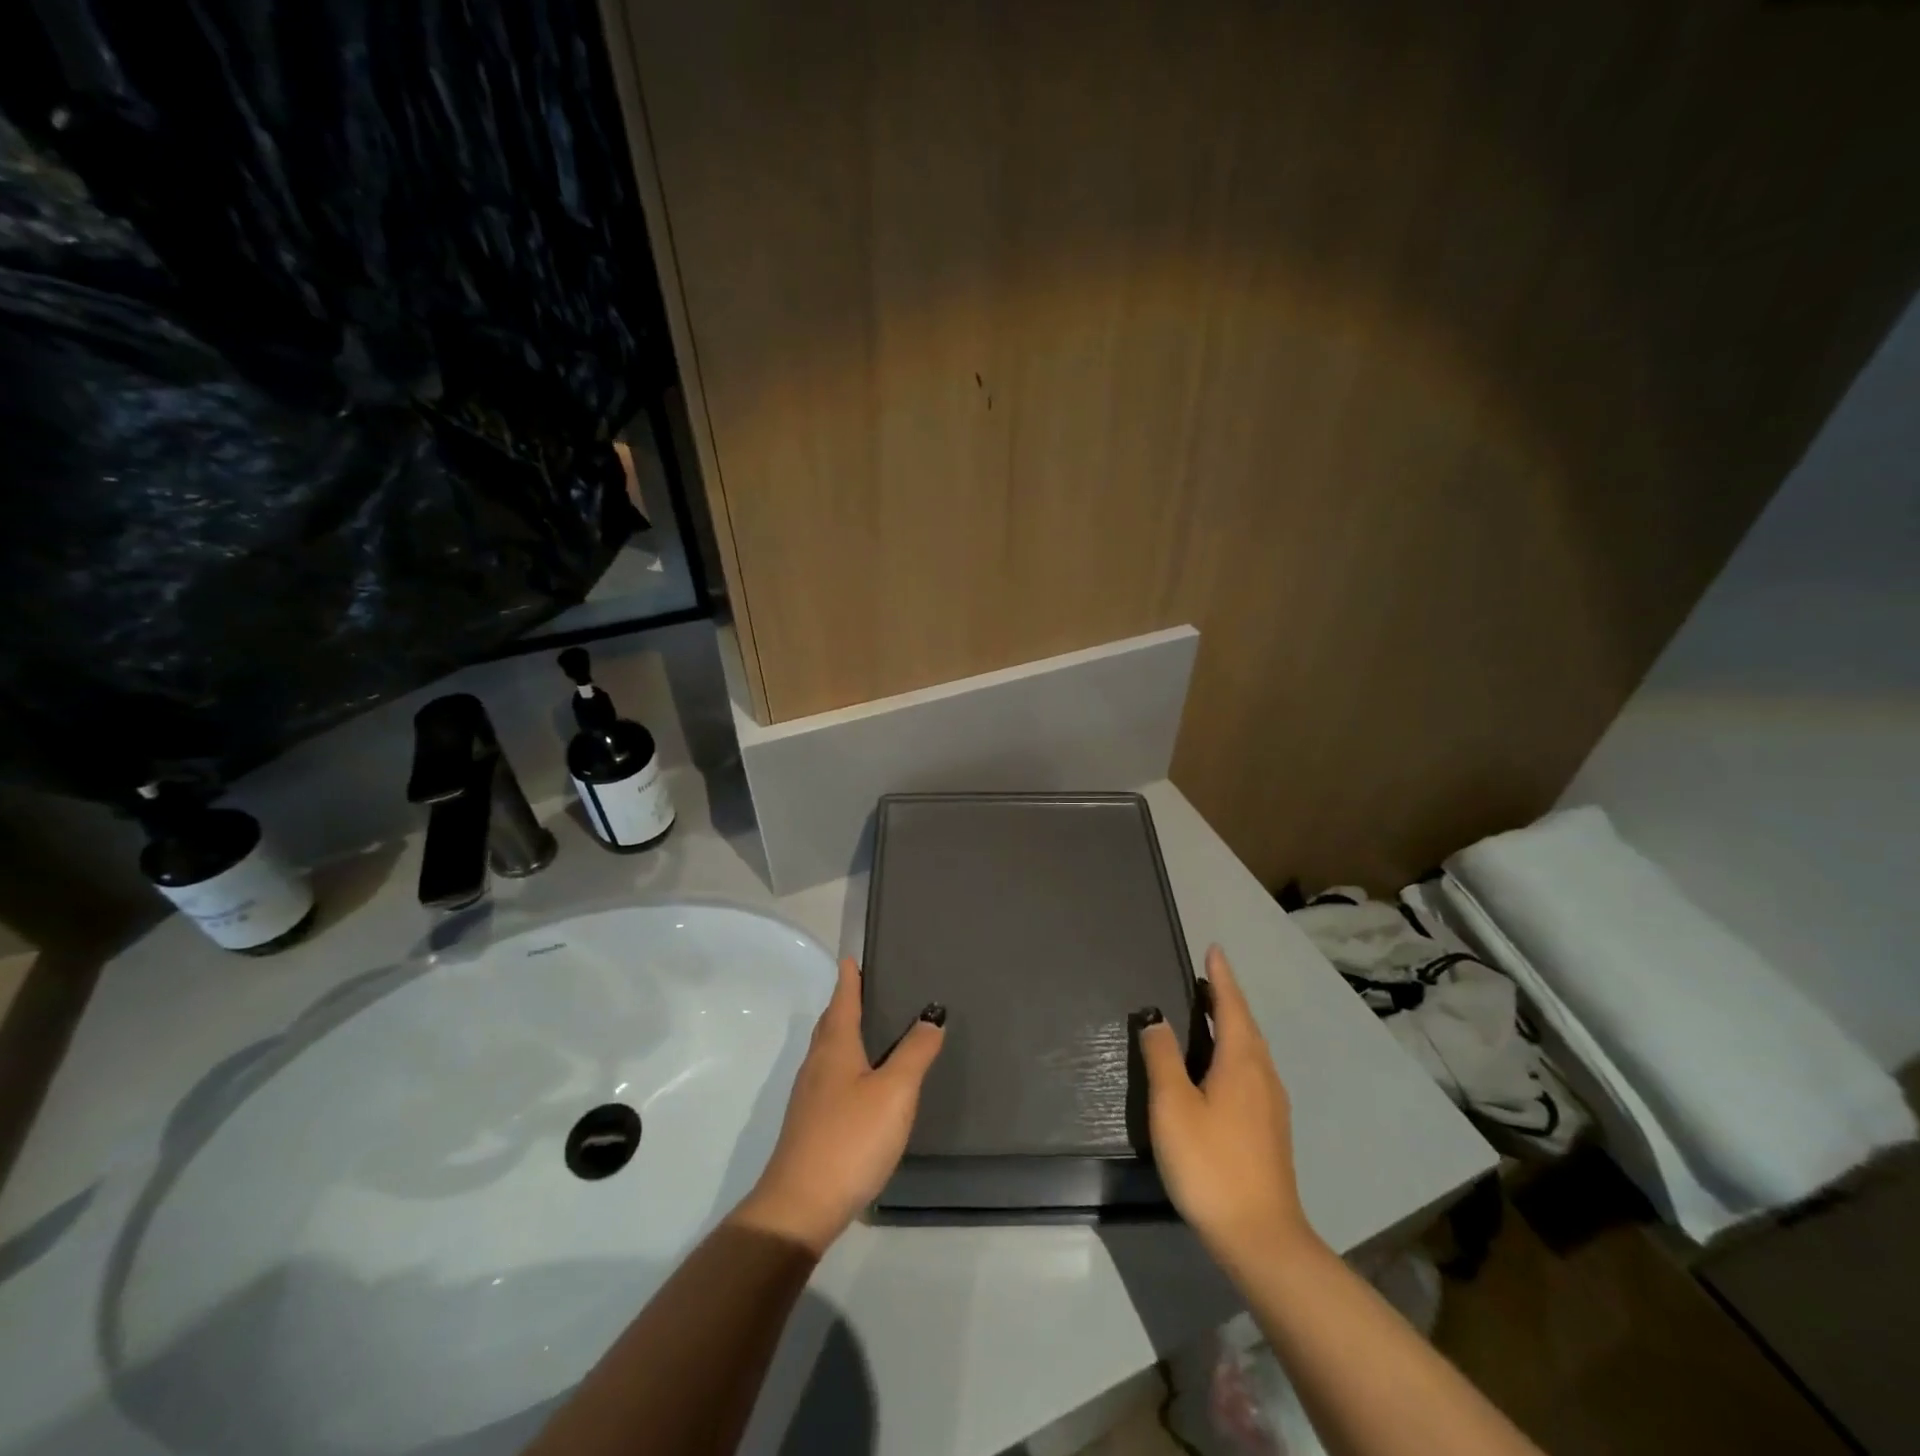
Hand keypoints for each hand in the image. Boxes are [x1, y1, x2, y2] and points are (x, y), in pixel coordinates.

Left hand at [733, 958, 945, 1255]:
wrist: (800, 1207)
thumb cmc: (850, 1138)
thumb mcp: (894, 1092)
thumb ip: (915, 1052)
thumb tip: (931, 1016)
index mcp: (835, 1047)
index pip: (842, 999)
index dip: (849, 978)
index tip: (852, 957)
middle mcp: (817, 1064)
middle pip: (831, 1022)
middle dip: (847, 1002)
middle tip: (870, 987)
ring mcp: (810, 1096)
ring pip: (829, 1050)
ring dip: (846, 1032)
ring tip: (872, 1028)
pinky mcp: (811, 1124)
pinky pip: (831, 1077)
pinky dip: (847, 1063)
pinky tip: (863, 1082)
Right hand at [1137, 945, 1317, 1269]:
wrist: (1260, 1238)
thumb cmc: (1211, 1163)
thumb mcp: (1174, 1106)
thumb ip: (1162, 1056)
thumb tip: (1157, 1017)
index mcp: (1241, 1062)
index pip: (1232, 1005)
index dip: (1221, 976)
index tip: (1214, 949)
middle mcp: (1263, 1075)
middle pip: (1246, 1025)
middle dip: (1227, 998)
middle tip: (1206, 978)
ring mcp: (1271, 1105)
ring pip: (1252, 1049)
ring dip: (1233, 1024)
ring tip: (1210, 1014)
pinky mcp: (1270, 1129)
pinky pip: (1252, 1070)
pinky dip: (1235, 1051)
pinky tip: (1220, 1068)